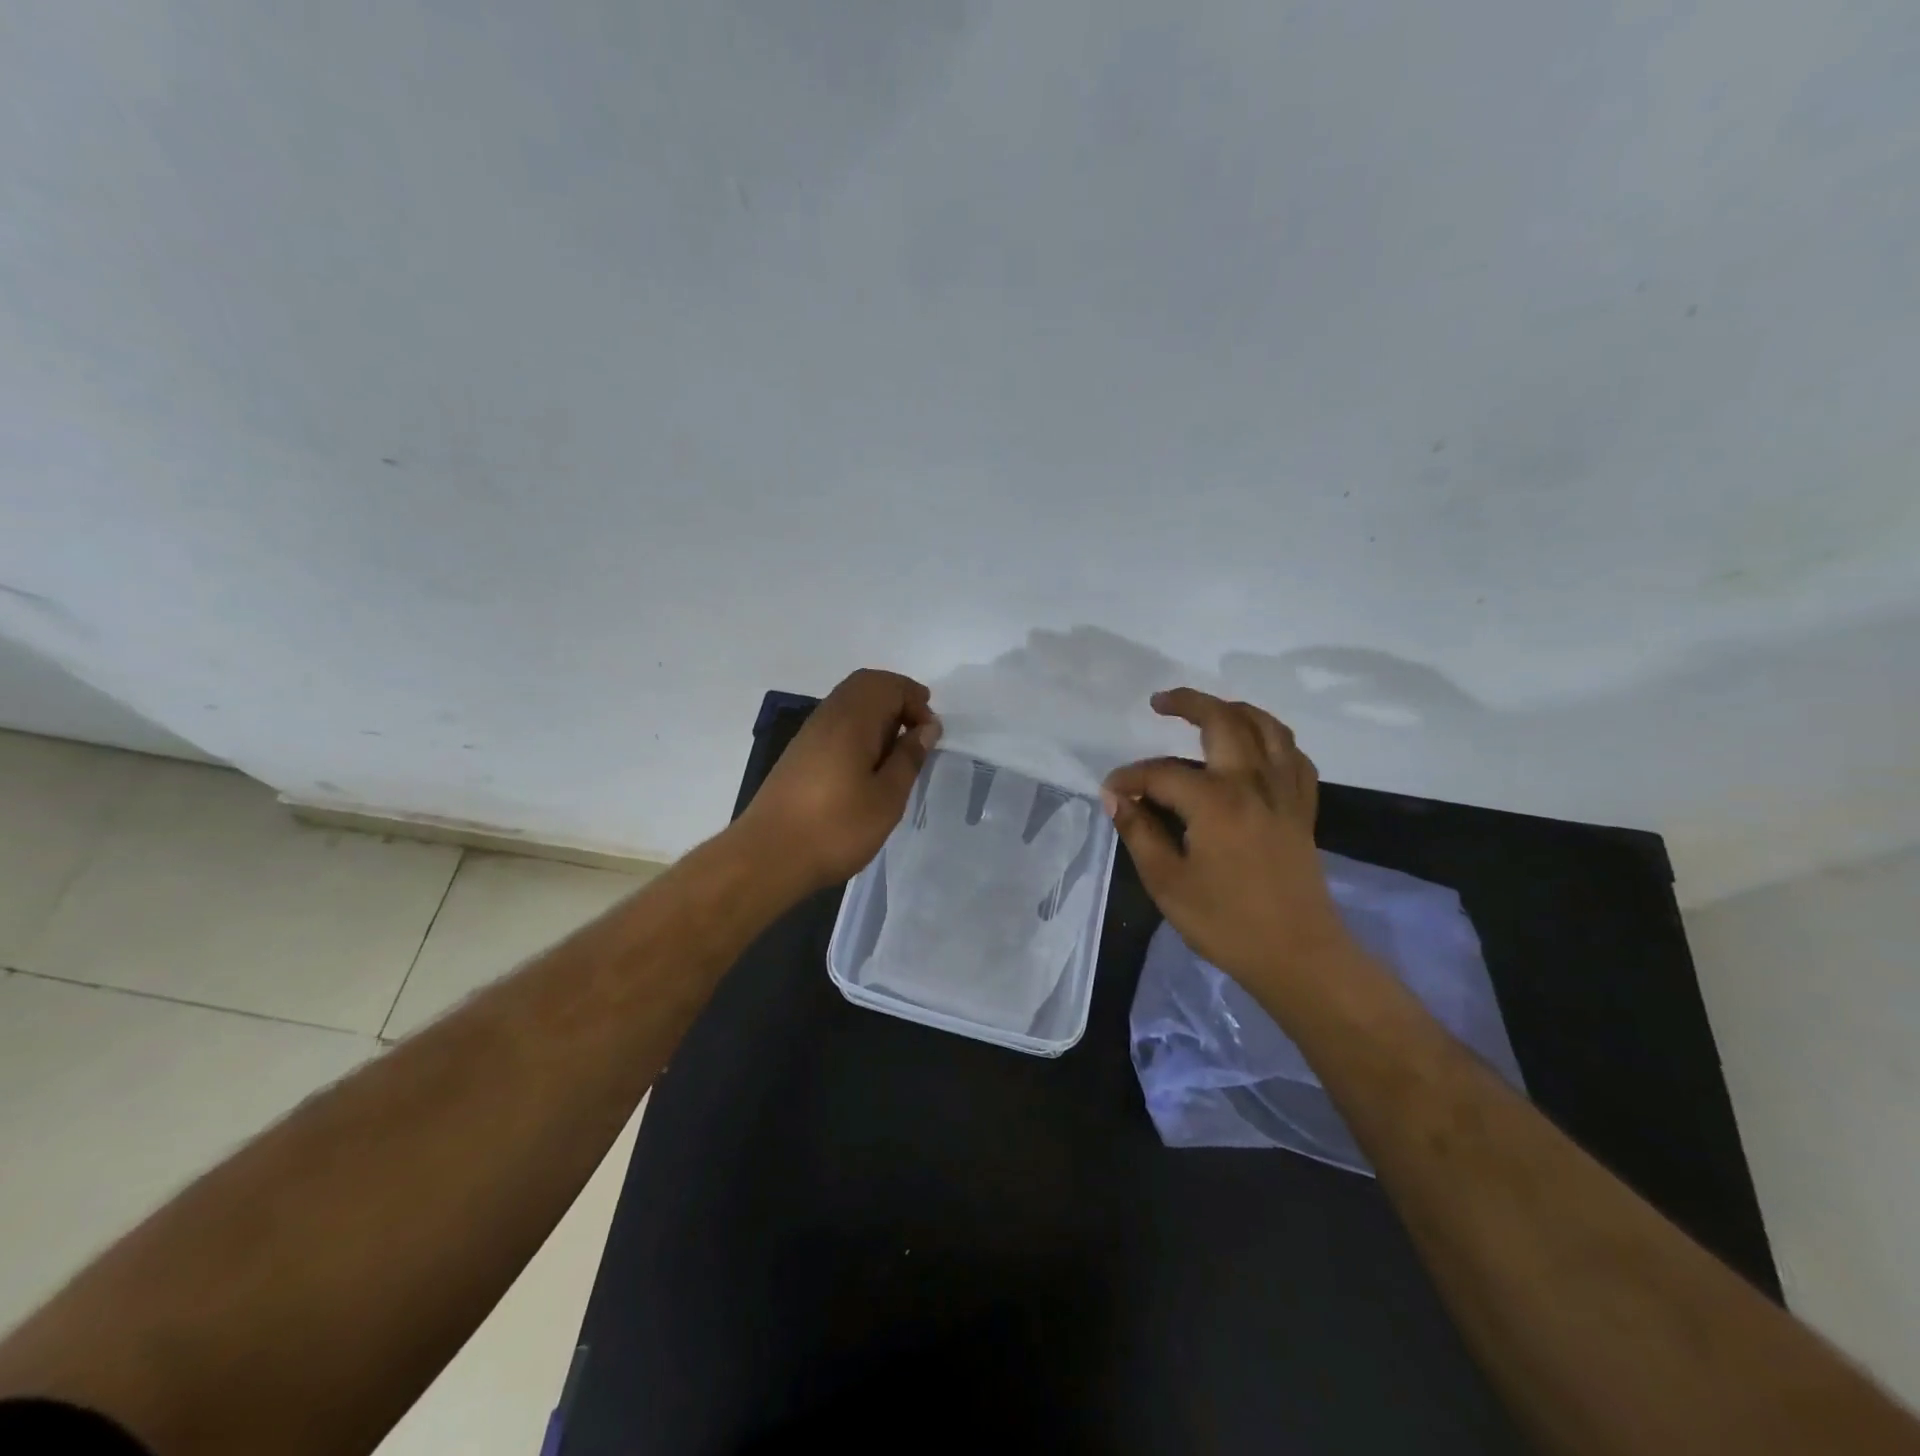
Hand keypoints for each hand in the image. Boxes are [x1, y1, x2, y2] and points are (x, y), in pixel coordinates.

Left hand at [740, 669, 940, 892]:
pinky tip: (867, 768)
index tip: (930, 735)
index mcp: (851, 720)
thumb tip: (926, 728)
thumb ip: (909, 758)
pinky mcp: (799, 755)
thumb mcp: (887, 798)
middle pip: (865, 685)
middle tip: (917, 734)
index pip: (888, 685)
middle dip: (897, 700)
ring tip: (896, 754)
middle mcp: (828, 717)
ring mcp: (809, 735)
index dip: (915, 700)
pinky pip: (836, 724)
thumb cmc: (835, 828)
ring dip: (878, 716)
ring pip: (849, 704)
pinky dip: (859, 732)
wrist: (767, 857)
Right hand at [1103, 688, 1349, 989]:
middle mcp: (1253, 783)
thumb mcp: (1167, 882)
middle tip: (1160, 702)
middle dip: (1189, 703)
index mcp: (1215, 801)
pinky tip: (1257, 747)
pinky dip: (1273, 740)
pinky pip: (1293, 757)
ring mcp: (1284, 793)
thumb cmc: (1226, 922)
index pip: (1161, 774)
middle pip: (1224, 721)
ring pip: (1267, 728)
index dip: (1130, 779)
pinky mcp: (1302, 810)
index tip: (1110, 793)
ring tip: (1209, 710)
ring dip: (1235, 709)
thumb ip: (1139, 833)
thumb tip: (1116, 798)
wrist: (1299, 956)